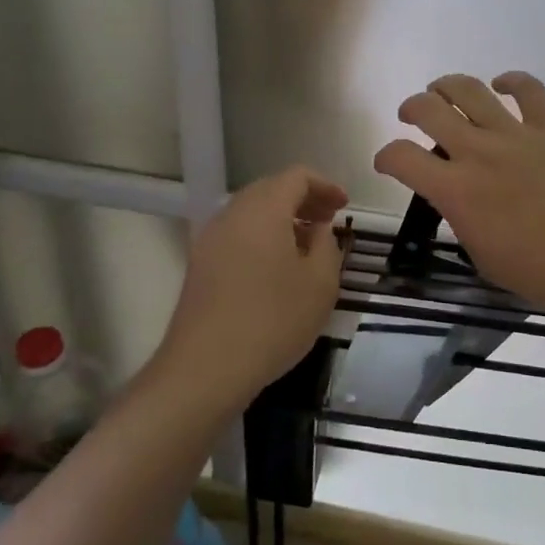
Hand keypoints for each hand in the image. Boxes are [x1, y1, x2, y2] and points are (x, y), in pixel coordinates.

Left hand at [156, 167, 350, 411]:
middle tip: (329, 220)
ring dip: (282, 218)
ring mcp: (210, 239)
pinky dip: (262, 235)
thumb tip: (318, 229)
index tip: (344, 206)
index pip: (296, 176)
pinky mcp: (200, 264)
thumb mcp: (320, 283)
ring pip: (251, 212)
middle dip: (303, 199)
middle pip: (270, 189)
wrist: (205, 368)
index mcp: (263, 209)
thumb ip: (326, 245)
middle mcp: (232, 214)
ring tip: (307, 244)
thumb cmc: (273, 320)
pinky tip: (278, 266)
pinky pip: (237, 234)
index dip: (324, 185)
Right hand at [373, 72, 544, 316]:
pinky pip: (529, 89)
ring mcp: (517, 135)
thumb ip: (462, 219)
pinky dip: (511, 80)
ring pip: (470, 90)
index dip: (385, 156)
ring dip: (447, 86)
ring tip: (442, 91)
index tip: (387, 162)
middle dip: (412, 108)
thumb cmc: (540, 272)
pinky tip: (502, 84)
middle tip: (412, 115)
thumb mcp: (481, 255)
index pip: (401, 158)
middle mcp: (479, 152)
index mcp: (456, 191)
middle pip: (429, 110)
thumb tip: (459, 199)